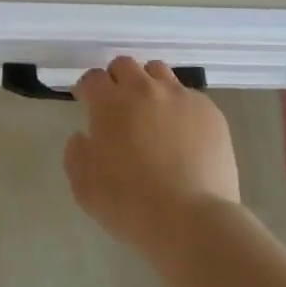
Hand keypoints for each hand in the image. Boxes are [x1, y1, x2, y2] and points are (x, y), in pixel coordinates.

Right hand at [64, 57, 240, 259]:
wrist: (192, 221)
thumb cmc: (131, 205)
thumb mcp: (84, 187)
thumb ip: (76, 153)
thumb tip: (83, 136)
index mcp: (111, 103)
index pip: (93, 78)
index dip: (87, 88)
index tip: (86, 101)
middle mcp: (145, 89)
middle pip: (125, 65)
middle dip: (116, 79)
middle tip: (118, 105)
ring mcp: (180, 97)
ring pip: (158, 72)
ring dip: (148, 85)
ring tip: (151, 112)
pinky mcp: (209, 111)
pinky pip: (189, 96)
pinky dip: (179, 108)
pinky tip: (182, 134)